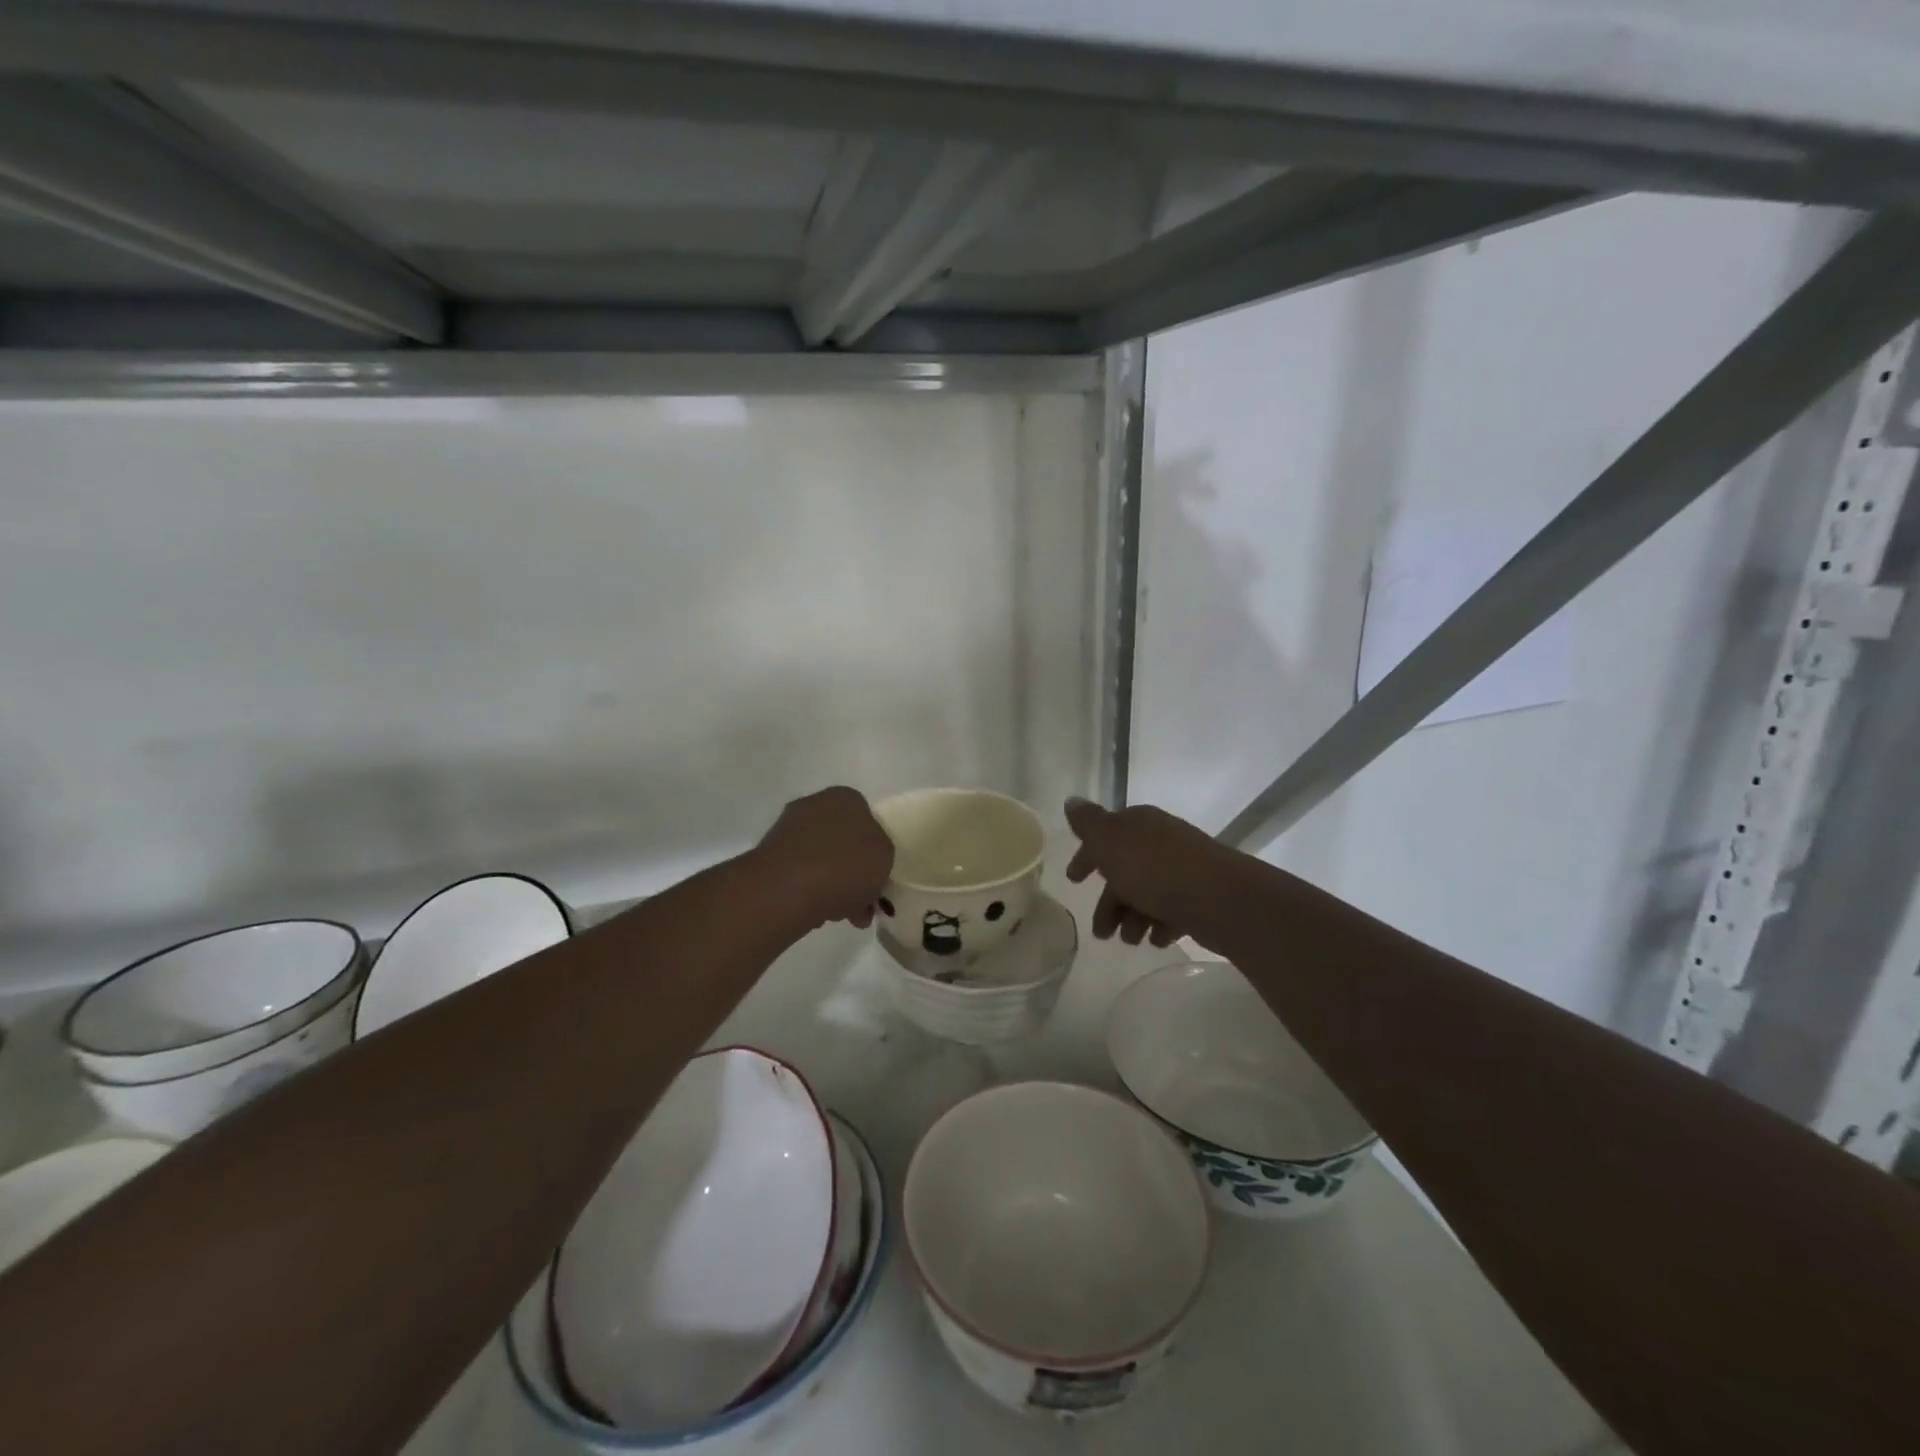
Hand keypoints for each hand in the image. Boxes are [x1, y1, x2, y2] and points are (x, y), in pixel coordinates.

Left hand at [755, 786, 894, 929]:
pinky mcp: (769, 857)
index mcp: (846, 797)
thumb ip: (881, 854)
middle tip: (863, 904)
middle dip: (854, 873)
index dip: (875, 851)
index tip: (878, 878)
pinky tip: (817, 913)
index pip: (867, 820)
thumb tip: (867, 862)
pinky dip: (810, 891)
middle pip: (843, 842)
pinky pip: (800, 875)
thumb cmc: (845, 865)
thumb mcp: (885, 857)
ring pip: (822, 860)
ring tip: (841, 916)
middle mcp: (814, 805)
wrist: (786, 888)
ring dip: (834, 885)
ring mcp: (787, 830)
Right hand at [1064, 797, 1222, 946]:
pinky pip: (1171, 910)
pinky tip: (1156, 940)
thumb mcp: (1109, 841)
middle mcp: (1160, 841)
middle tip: (1101, 932)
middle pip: (1125, 870)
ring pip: (1147, 893)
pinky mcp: (1200, 896)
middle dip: (1109, 901)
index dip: (1087, 857)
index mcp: (1138, 824)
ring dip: (1132, 918)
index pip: (1104, 835)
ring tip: (1129, 941)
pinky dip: (1158, 925)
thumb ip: (1087, 824)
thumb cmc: (1154, 869)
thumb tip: (1071, 801)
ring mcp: (1183, 869)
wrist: (1219, 898)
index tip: (1073, 880)